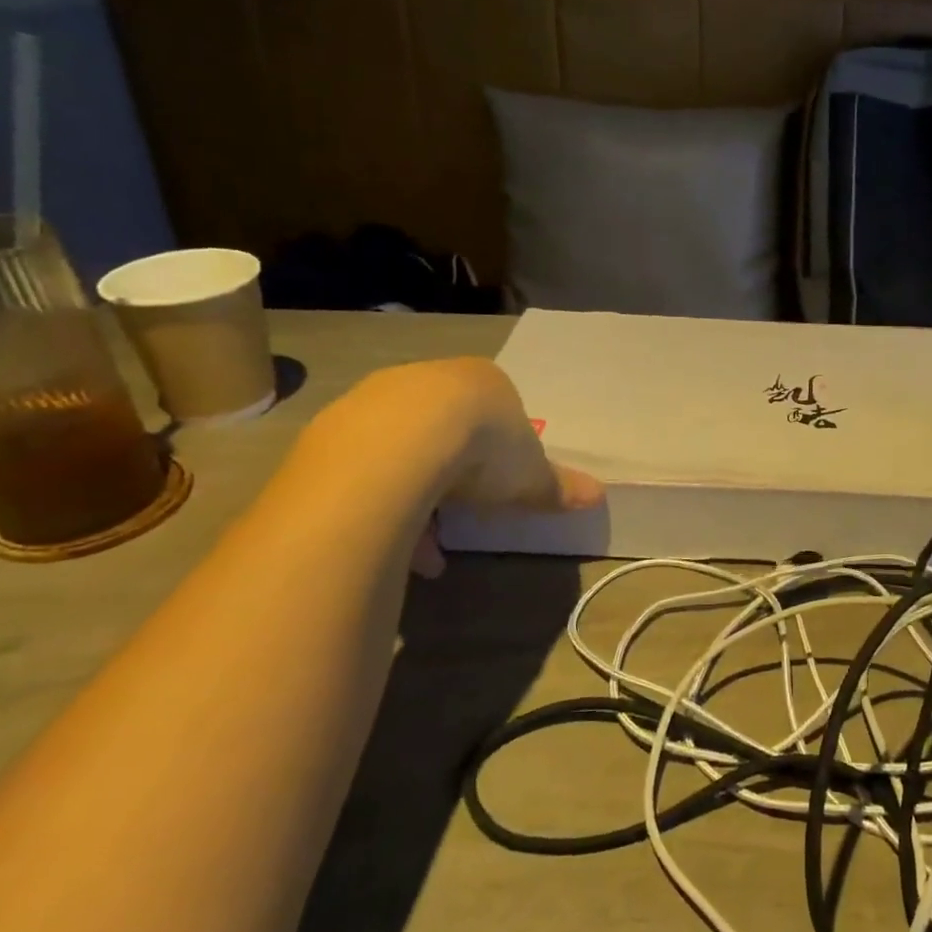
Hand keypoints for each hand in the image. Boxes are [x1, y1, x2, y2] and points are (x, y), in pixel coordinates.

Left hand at [295, 359, 601, 530]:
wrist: (405, 441)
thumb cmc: (483, 448)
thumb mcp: (531, 475)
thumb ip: (560, 485)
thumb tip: (599, 496)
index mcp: (479, 382)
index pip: (492, 411)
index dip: (498, 452)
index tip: (499, 488)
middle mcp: (424, 380)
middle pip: (442, 430)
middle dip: (451, 477)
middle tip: (460, 516)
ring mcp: (373, 400)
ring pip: (397, 452)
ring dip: (414, 499)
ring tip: (425, 552)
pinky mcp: (332, 429)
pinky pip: (360, 471)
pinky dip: (379, 507)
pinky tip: (391, 544)